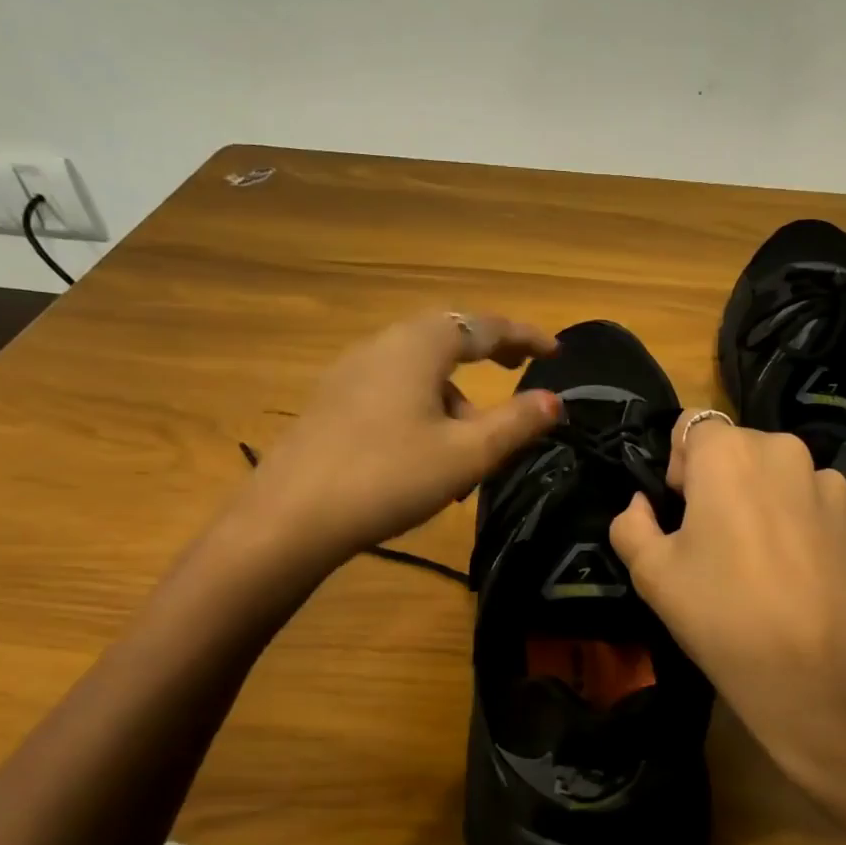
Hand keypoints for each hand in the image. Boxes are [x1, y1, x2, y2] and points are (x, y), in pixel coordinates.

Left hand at [239, 312, 560, 561]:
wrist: (290, 518)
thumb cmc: (389, 477)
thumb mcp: (466, 454)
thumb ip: (516, 423)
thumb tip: (555, 400)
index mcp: (418, 346)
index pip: (484, 326)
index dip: (525, 336)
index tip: (555, 351)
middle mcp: (382, 345)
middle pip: (446, 337)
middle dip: (486, 352)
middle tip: (516, 369)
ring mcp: (349, 372)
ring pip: (417, 368)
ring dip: (453, 393)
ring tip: (469, 443)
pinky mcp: (330, 402)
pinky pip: (391, 389)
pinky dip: (422, 406)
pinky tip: (422, 451)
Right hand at [609, 411, 845, 814]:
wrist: (820, 678)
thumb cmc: (722, 615)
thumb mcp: (651, 573)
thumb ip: (630, 524)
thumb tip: (641, 505)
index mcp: (730, 453)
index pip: (691, 426)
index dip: (678, 465)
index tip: (680, 512)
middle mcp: (786, 452)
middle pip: (739, 449)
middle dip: (721, 482)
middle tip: (714, 542)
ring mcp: (833, 486)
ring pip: (781, 477)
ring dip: (764, 501)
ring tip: (762, 563)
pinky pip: (817, 507)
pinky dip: (801, 526)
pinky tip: (798, 578)